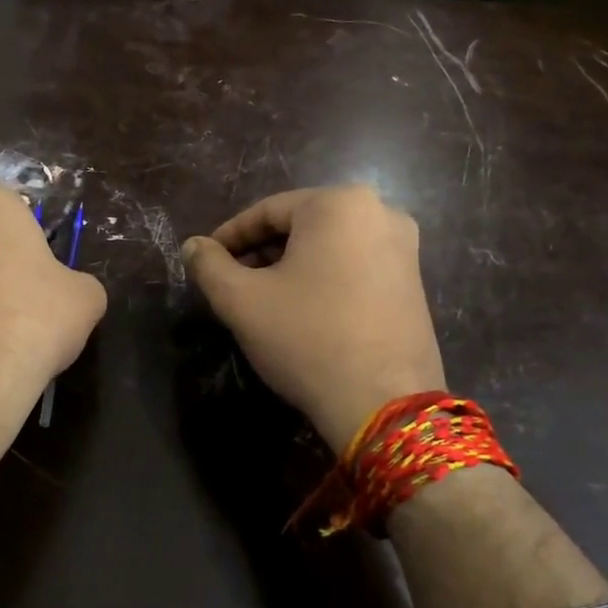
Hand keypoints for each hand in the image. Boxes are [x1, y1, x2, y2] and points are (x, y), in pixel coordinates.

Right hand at [183, 187, 445, 454]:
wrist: (384, 403)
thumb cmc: (307, 338)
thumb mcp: (242, 301)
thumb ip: (209, 266)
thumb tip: (193, 246)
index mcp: (339, 203)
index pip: (267, 211)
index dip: (229, 237)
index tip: (205, 261)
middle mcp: (380, 212)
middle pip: (300, 225)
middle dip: (261, 252)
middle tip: (231, 283)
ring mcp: (405, 248)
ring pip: (328, 246)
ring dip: (290, 266)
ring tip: (262, 300)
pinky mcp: (414, 281)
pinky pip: (355, 265)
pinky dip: (323, 278)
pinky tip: (303, 311)